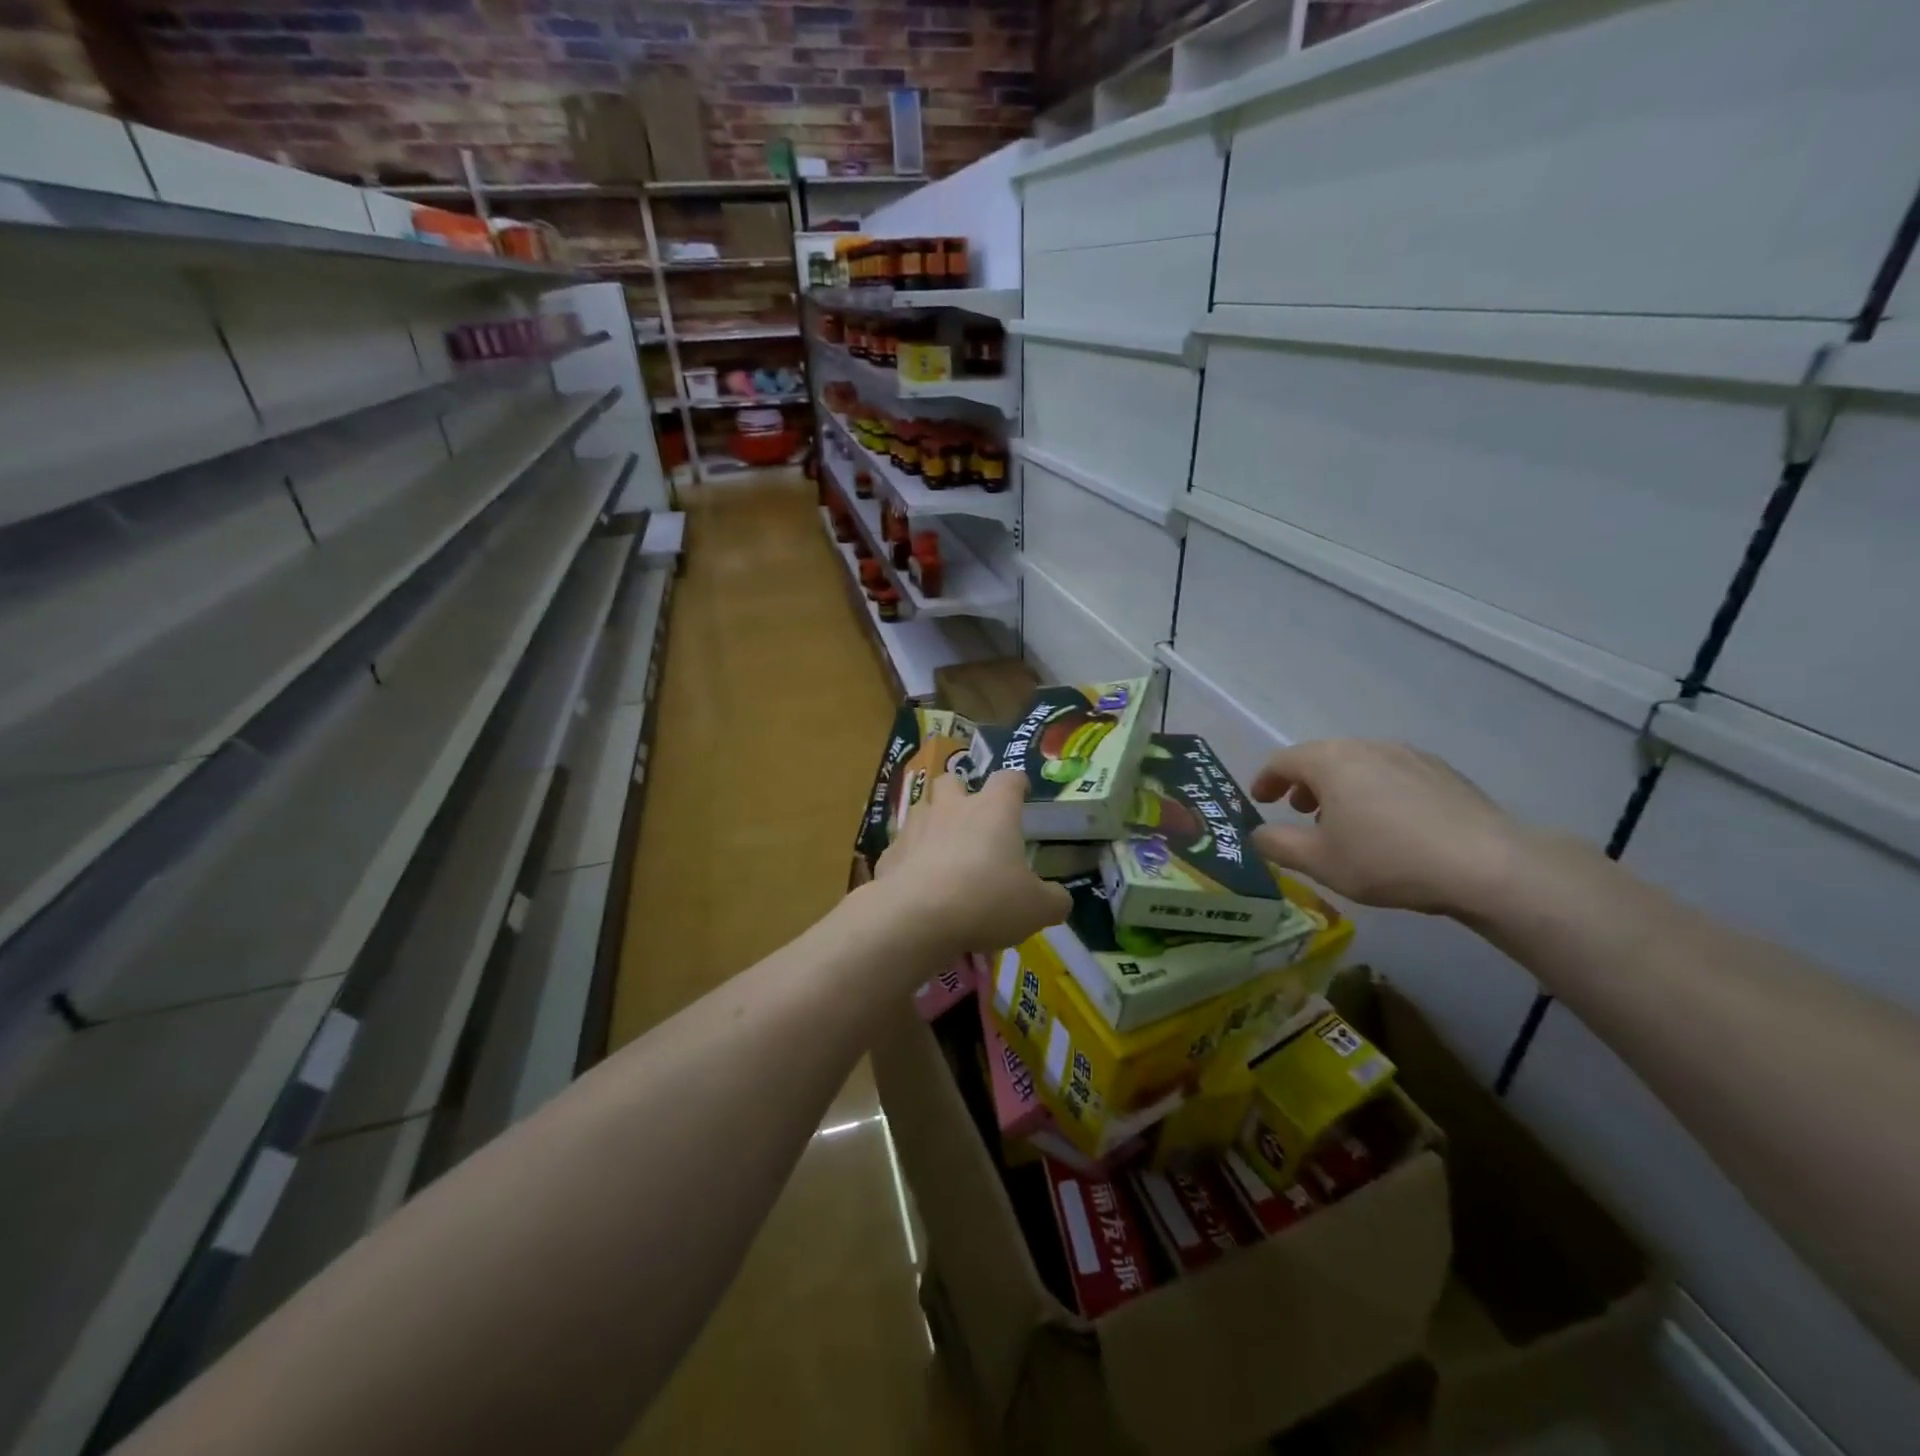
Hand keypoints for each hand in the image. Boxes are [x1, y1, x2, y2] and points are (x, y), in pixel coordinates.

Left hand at [875, 770, 1071, 958]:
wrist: (915, 918)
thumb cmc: (985, 901)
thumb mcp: (1036, 909)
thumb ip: (1053, 900)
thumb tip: (1059, 899)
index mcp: (993, 811)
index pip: (1008, 780)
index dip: (1017, 784)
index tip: (1021, 792)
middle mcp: (951, 808)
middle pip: (952, 781)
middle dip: (960, 793)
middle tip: (972, 819)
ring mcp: (914, 828)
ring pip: (921, 809)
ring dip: (931, 824)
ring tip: (942, 852)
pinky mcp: (888, 855)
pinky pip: (901, 849)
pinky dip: (909, 860)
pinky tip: (916, 884)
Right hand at [1249, 740, 1529, 916]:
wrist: (1486, 865)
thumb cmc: (1386, 859)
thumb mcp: (1319, 861)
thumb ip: (1277, 844)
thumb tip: (1257, 834)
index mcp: (1330, 761)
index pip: (1283, 761)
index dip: (1265, 780)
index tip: (1260, 800)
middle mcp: (1366, 747)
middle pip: (1322, 757)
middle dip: (1304, 783)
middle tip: (1299, 811)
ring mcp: (1409, 755)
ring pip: (1359, 764)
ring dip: (1340, 787)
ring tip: (1343, 821)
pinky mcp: (1442, 772)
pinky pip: (1392, 773)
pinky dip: (1374, 790)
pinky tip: (1388, 823)